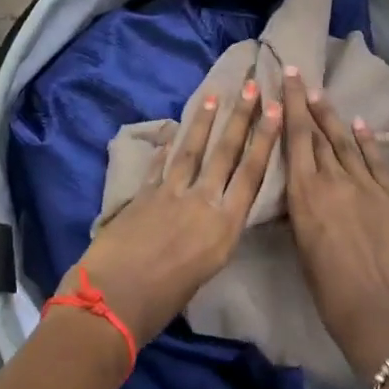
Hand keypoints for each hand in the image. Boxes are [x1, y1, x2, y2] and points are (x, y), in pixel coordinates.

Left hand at [66, 80, 283, 350]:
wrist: (113, 300)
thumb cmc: (164, 302)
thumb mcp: (205, 272)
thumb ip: (213, 238)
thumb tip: (212, 220)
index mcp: (223, 227)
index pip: (251, 174)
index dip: (265, 140)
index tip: (276, 110)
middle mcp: (202, 202)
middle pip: (225, 153)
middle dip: (240, 117)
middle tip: (250, 85)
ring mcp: (170, 193)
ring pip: (192, 150)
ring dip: (204, 121)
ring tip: (213, 95)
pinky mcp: (143, 193)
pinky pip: (159, 164)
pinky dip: (166, 146)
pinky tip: (171, 129)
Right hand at [282, 67, 388, 377]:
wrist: (386, 315)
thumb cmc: (332, 294)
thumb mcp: (303, 248)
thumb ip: (304, 211)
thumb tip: (304, 192)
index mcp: (306, 195)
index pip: (296, 139)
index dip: (291, 106)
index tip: (287, 79)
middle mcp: (334, 180)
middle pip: (320, 133)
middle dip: (308, 104)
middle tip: (300, 77)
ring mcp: (368, 185)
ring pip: (347, 142)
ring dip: (334, 117)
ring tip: (322, 96)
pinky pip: (377, 160)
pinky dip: (367, 140)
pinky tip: (360, 125)